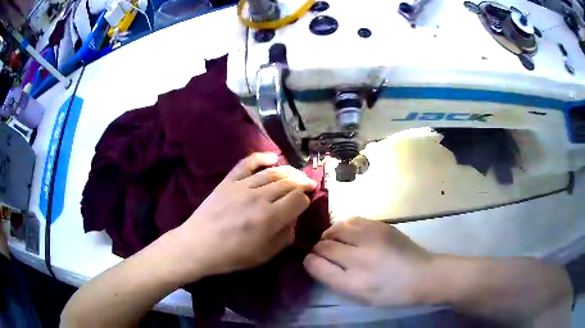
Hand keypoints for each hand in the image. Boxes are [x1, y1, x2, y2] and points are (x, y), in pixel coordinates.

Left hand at [172, 153, 316, 281]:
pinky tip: (273, 157)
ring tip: (297, 176)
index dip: (306, 201)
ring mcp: (242, 186)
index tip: (305, 205)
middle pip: (289, 183)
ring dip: (290, 172)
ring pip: (273, 172)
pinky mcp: (228, 181)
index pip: (299, 200)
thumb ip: (285, 236)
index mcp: (270, 218)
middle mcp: (259, 197)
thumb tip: (294, 218)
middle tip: (308, 186)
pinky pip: (247, 163)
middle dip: (303, 184)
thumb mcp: (265, 254)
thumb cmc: (232, 255)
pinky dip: (261, 157)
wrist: (198, 245)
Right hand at [303, 217, 432, 306]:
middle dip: (318, 248)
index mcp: (353, 281)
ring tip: (334, 240)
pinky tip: (349, 233)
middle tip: (323, 252)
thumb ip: (334, 280)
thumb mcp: (359, 297)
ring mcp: (371, 237)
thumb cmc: (390, 292)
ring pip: (336, 227)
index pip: (316, 264)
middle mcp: (360, 257)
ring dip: (330, 234)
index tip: (311, 261)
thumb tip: (316, 262)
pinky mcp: (381, 225)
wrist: (421, 274)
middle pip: (324, 244)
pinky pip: (352, 220)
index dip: (309, 261)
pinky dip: (344, 226)